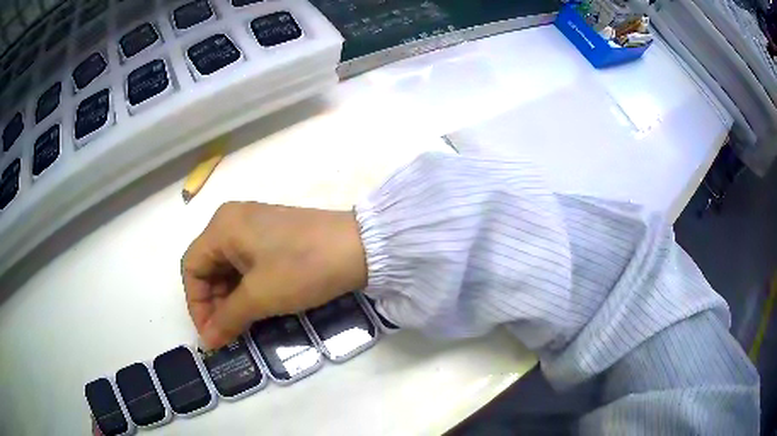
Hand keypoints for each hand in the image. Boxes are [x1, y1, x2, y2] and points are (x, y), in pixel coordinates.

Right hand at [181, 202, 366, 348]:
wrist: (360, 247)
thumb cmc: (302, 268)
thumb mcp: (260, 297)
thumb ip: (227, 319)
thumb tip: (206, 342)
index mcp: (222, 226)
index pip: (191, 267)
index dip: (196, 304)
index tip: (211, 335)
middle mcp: (233, 220)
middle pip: (208, 266)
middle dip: (214, 303)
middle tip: (228, 334)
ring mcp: (255, 226)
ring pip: (228, 267)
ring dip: (231, 298)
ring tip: (242, 325)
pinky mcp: (274, 236)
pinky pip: (248, 263)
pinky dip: (247, 288)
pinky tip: (257, 307)